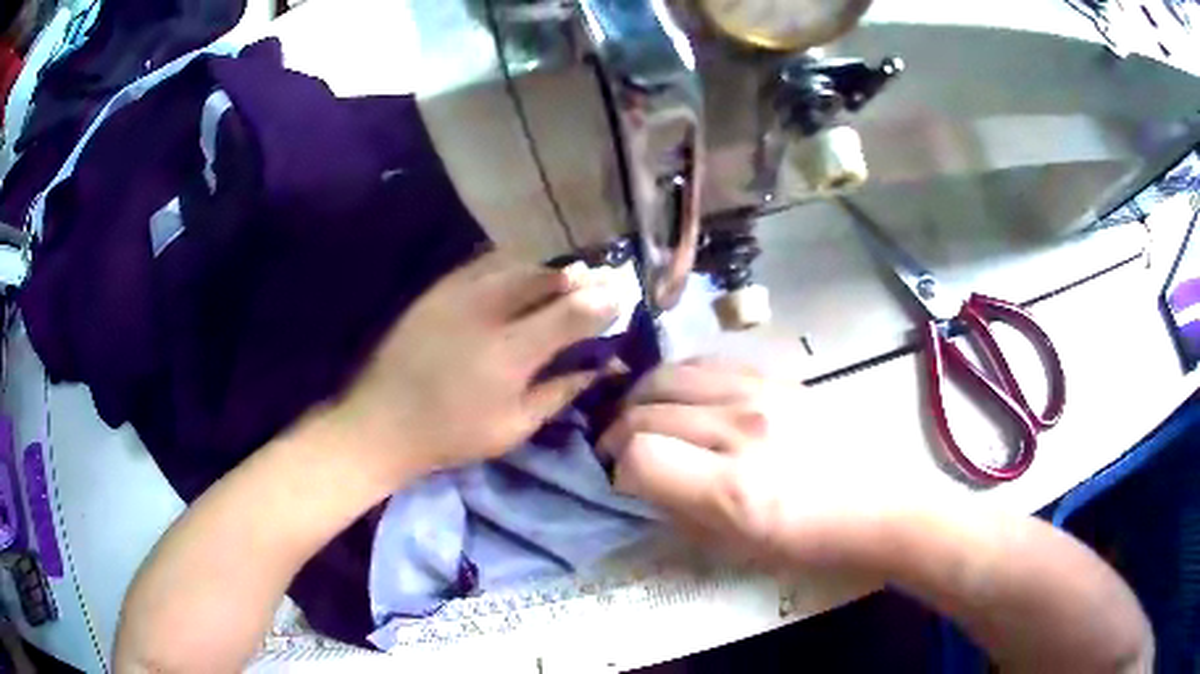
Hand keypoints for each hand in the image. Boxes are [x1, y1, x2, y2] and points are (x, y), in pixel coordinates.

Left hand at [334, 252, 619, 476]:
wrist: (382, 420)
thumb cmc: (453, 435)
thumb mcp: (515, 426)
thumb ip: (561, 391)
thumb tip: (603, 368)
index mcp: (510, 354)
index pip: (571, 314)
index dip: (602, 302)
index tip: (620, 297)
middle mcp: (487, 312)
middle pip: (545, 277)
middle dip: (578, 276)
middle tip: (597, 279)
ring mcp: (458, 294)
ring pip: (516, 264)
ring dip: (546, 268)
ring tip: (564, 276)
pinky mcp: (437, 289)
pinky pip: (484, 264)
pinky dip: (512, 265)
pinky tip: (521, 274)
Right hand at [600, 359, 871, 567]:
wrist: (875, 504)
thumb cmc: (807, 542)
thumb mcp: (734, 548)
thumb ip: (677, 510)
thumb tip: (639, 481)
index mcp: (733, 489)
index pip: (639, 456)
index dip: (618, 470)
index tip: (622, 481)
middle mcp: (742, 430)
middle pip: (646, 411)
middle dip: (619, 434)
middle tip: (622, 452)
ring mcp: (761, 394)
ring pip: (667, 375)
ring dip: (642, 399)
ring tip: (644, 419)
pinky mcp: (776, 377)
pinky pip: (705, 363)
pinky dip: (678, 379)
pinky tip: (681, 398)